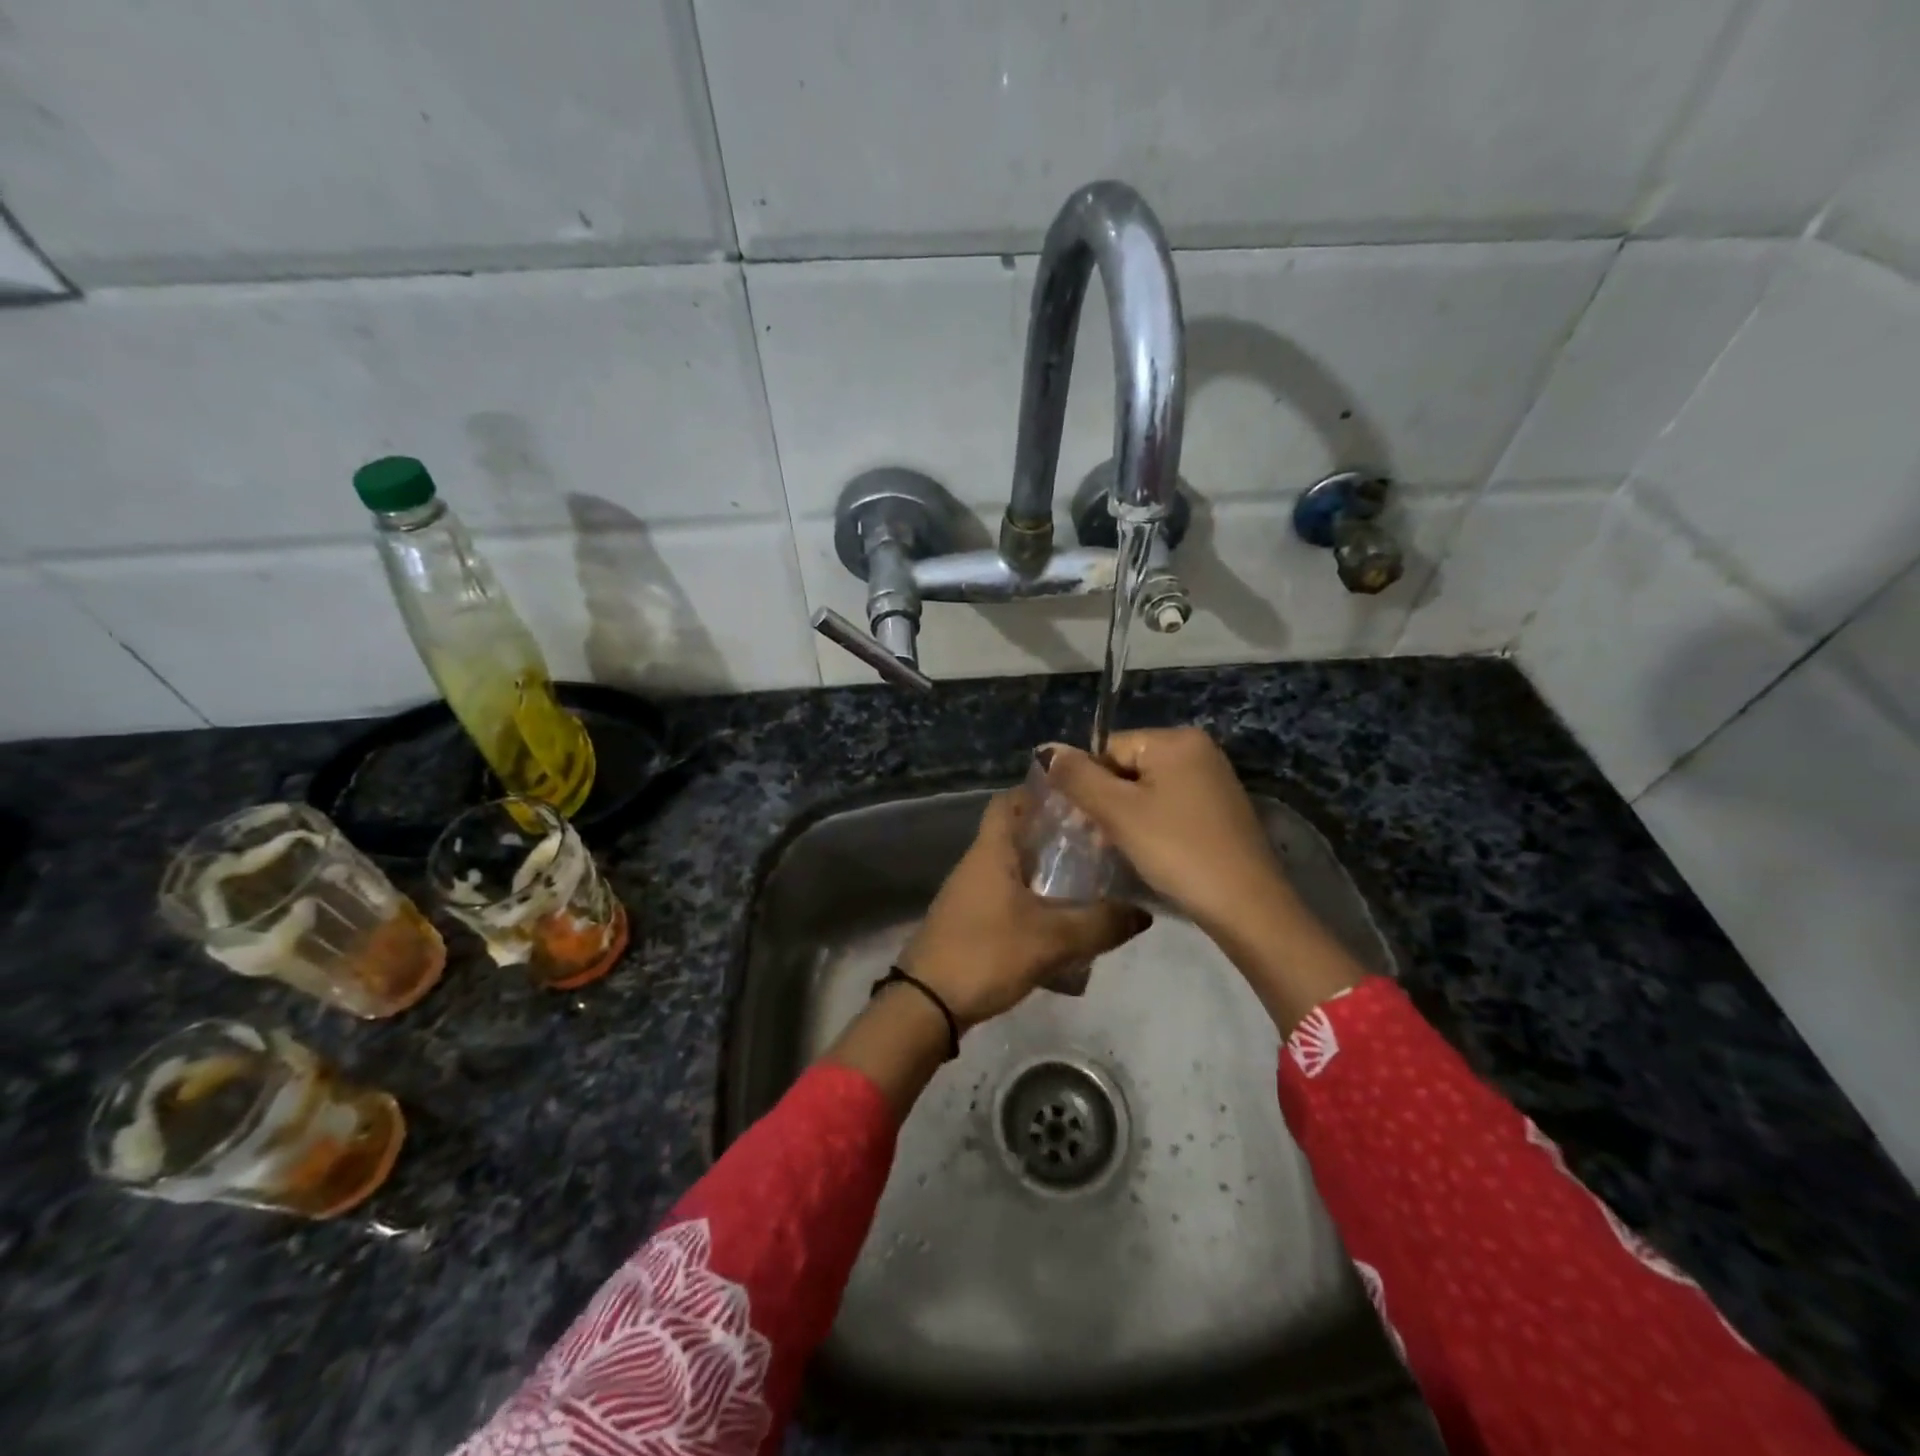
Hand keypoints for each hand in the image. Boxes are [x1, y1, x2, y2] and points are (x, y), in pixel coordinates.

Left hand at [899, 790, 1150, 1027]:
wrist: (927, 1004)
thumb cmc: (987, 954)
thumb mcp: (1052, 939)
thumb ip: (1100, 924)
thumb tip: (1142, 913)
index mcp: (991, 851)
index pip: (1010, 800)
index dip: (1041, 792)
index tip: (1079, 798)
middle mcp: (977, 864)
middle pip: (1017, 835)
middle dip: (1055, 836)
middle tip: (1098, 843)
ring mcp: (970, 895)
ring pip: (1014, 870)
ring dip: (1047, 873)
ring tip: (1090, 883)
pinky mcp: (970, 923)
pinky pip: (1008, 900)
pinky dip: (1035, 903)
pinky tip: (1063, 925)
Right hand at [1038, 729, 1365, 1030]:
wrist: (1246, 905)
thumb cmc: (1176, 849)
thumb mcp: (1118, 812)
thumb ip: (1077, 777)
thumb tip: (1046, 749)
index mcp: (1175, 739)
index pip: (1108, 748)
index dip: (1090, 785)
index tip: (1088, 823)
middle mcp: (1198, 749)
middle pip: (1127, 767)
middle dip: (1108, 802)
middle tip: (1103, 840)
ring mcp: (1213, 779)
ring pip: (1147, 789)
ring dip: (1127, 817)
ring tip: (1125, 850)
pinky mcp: (1220, 808)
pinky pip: (1170, 805)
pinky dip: (1153, 825)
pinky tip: (1153, 853)